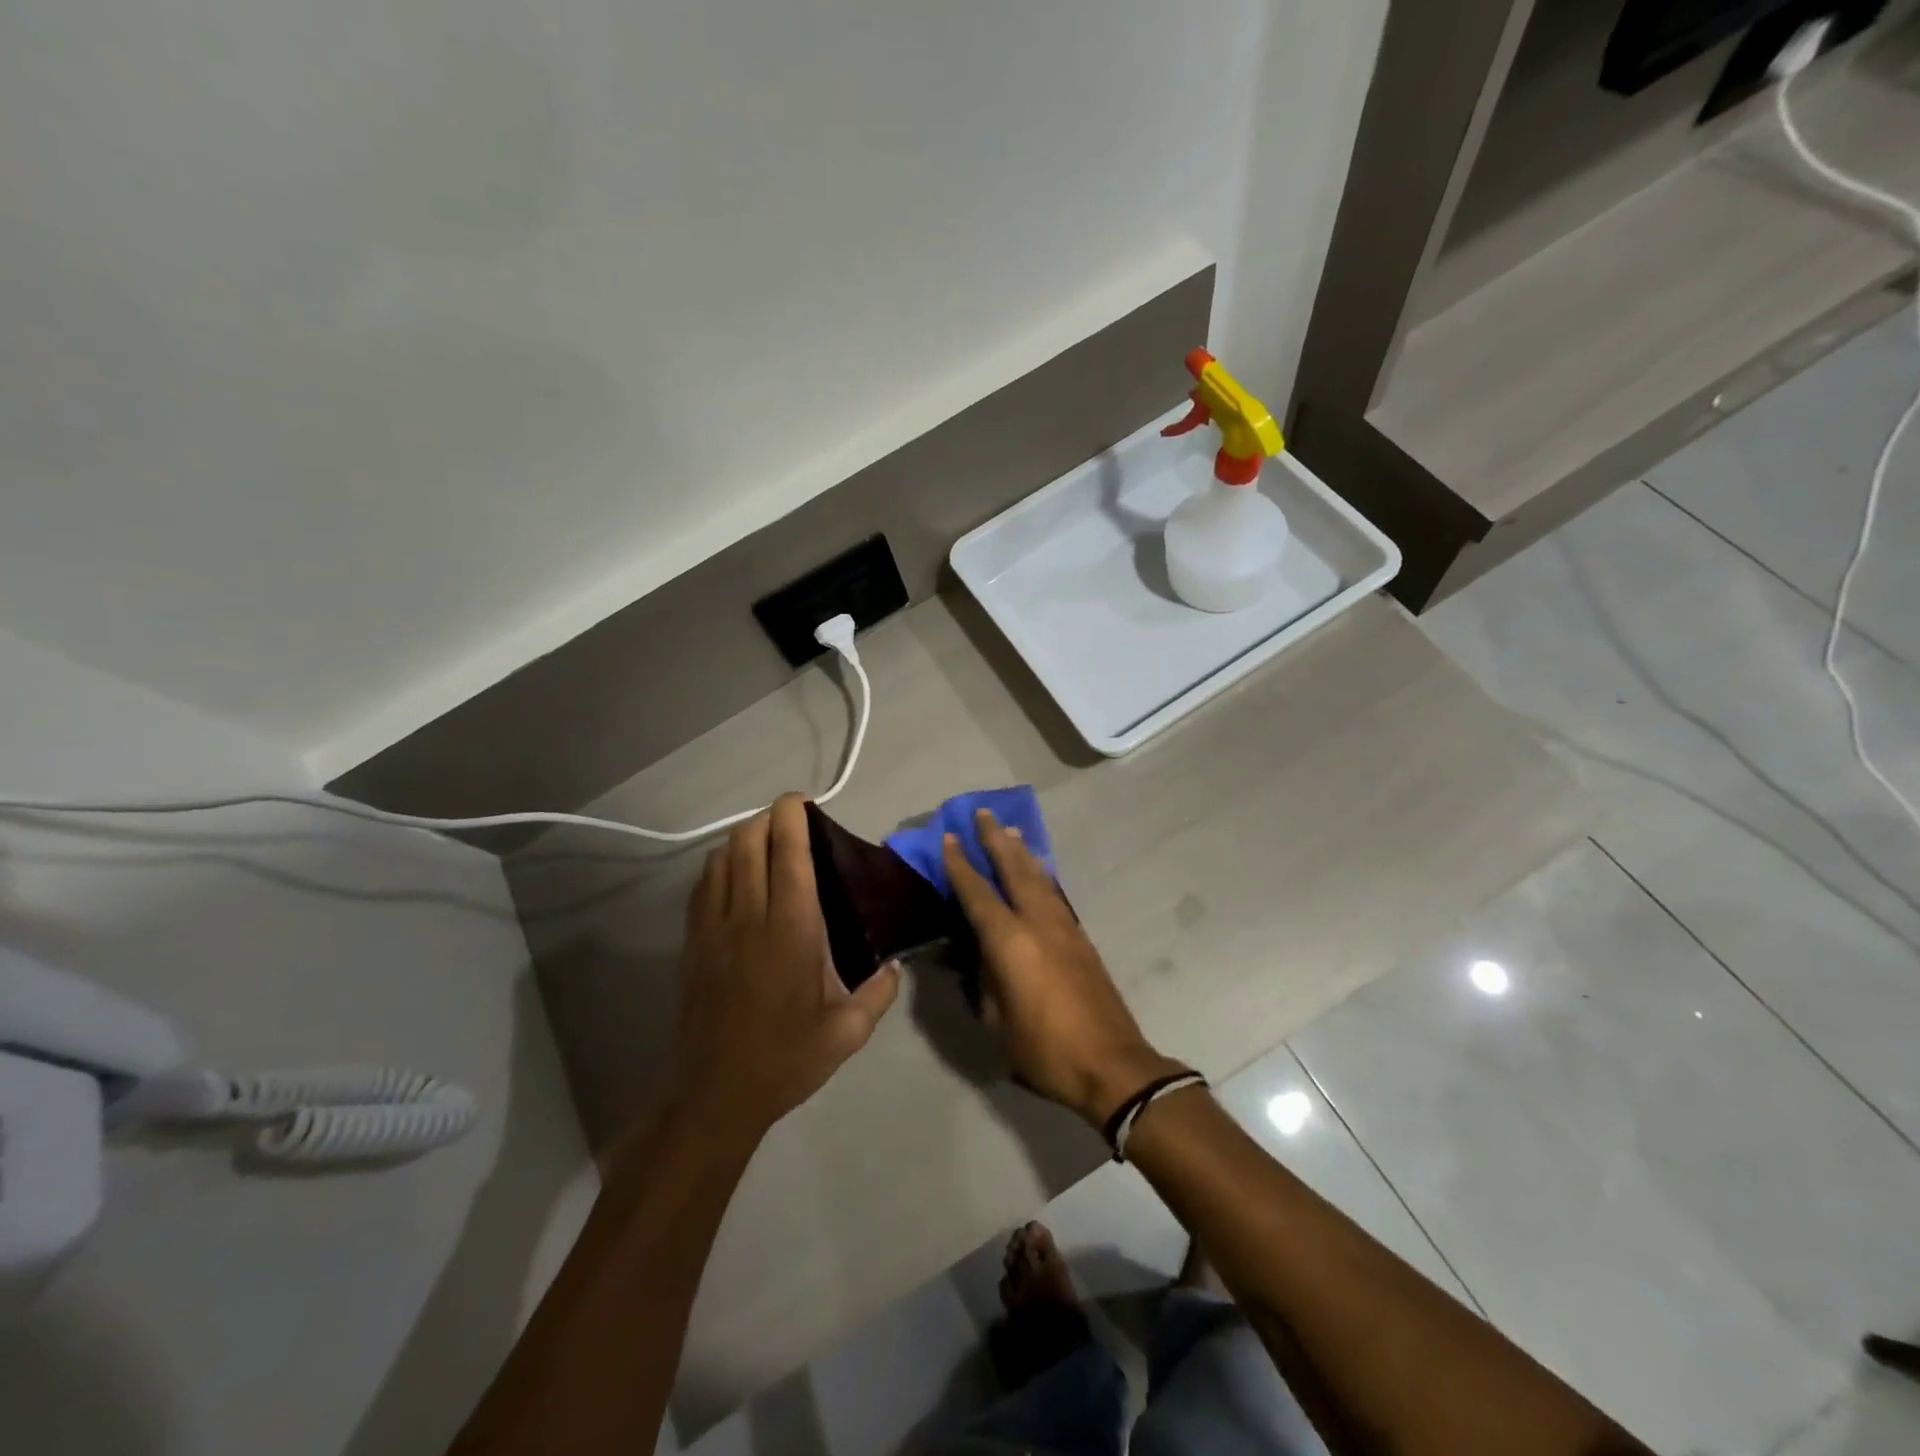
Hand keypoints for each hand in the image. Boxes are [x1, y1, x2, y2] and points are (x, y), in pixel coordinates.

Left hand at [668, 794, 899, 1141]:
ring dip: (742, 838)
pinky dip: (720, 865)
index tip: (802, 801)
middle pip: (747, 843)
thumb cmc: (786, 1060)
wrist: (715, 1096)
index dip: (791, 817)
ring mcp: (714, 928)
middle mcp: (749, 917)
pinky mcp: (694, 943)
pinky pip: (703, 886)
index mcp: (792, 930)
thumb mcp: (848, 1033)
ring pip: (721, 859)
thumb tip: (894, 966)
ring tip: (764, 841)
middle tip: (789, 820)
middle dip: (766, 818)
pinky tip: (734, 875)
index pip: (787, 854)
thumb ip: (879, 993)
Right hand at [943, 809, 1185, 1127]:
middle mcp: (1038, 923)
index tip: (950, 837)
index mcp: (1010, 942)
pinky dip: (1041, 874)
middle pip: (1014, 869)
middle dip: (996, 840)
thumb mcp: (997, 1021)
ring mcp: (1064, 927)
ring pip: (1039, 877)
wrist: (1112, 1064)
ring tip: (1010, 830)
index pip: (978, 893)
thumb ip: (985, 980)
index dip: (960, 865)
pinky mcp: (1081, 938)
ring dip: (1022, 851)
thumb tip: (979, 954)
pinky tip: (1038, 870)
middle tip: (982, 813)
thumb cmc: (1045, 1049)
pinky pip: (1054, 893)